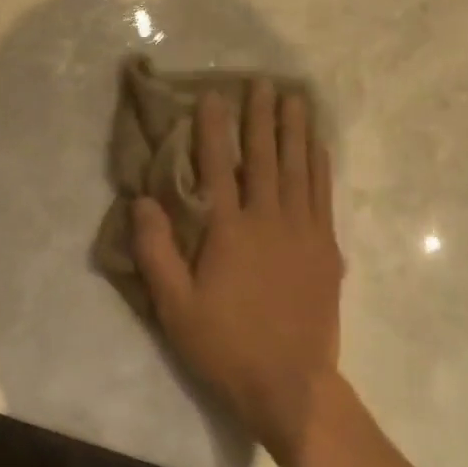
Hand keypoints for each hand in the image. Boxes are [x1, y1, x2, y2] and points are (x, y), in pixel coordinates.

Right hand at [133, 80, 344, 466]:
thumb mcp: (175, 307)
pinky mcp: (326, 248)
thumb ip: (156, 251)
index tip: (214, 96)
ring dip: (296, 130)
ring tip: (295, 98)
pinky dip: (320, 165)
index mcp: (230, 230)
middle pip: (265, 157)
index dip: (215, 129)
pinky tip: (318, 146)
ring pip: (299, 168)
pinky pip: (323, 194)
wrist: (290, 383)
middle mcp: (269, 219)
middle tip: (263, 83)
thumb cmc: (225, 346)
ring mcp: (303, 231)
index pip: (220, 166)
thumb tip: (142, 200)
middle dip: (262, 117)